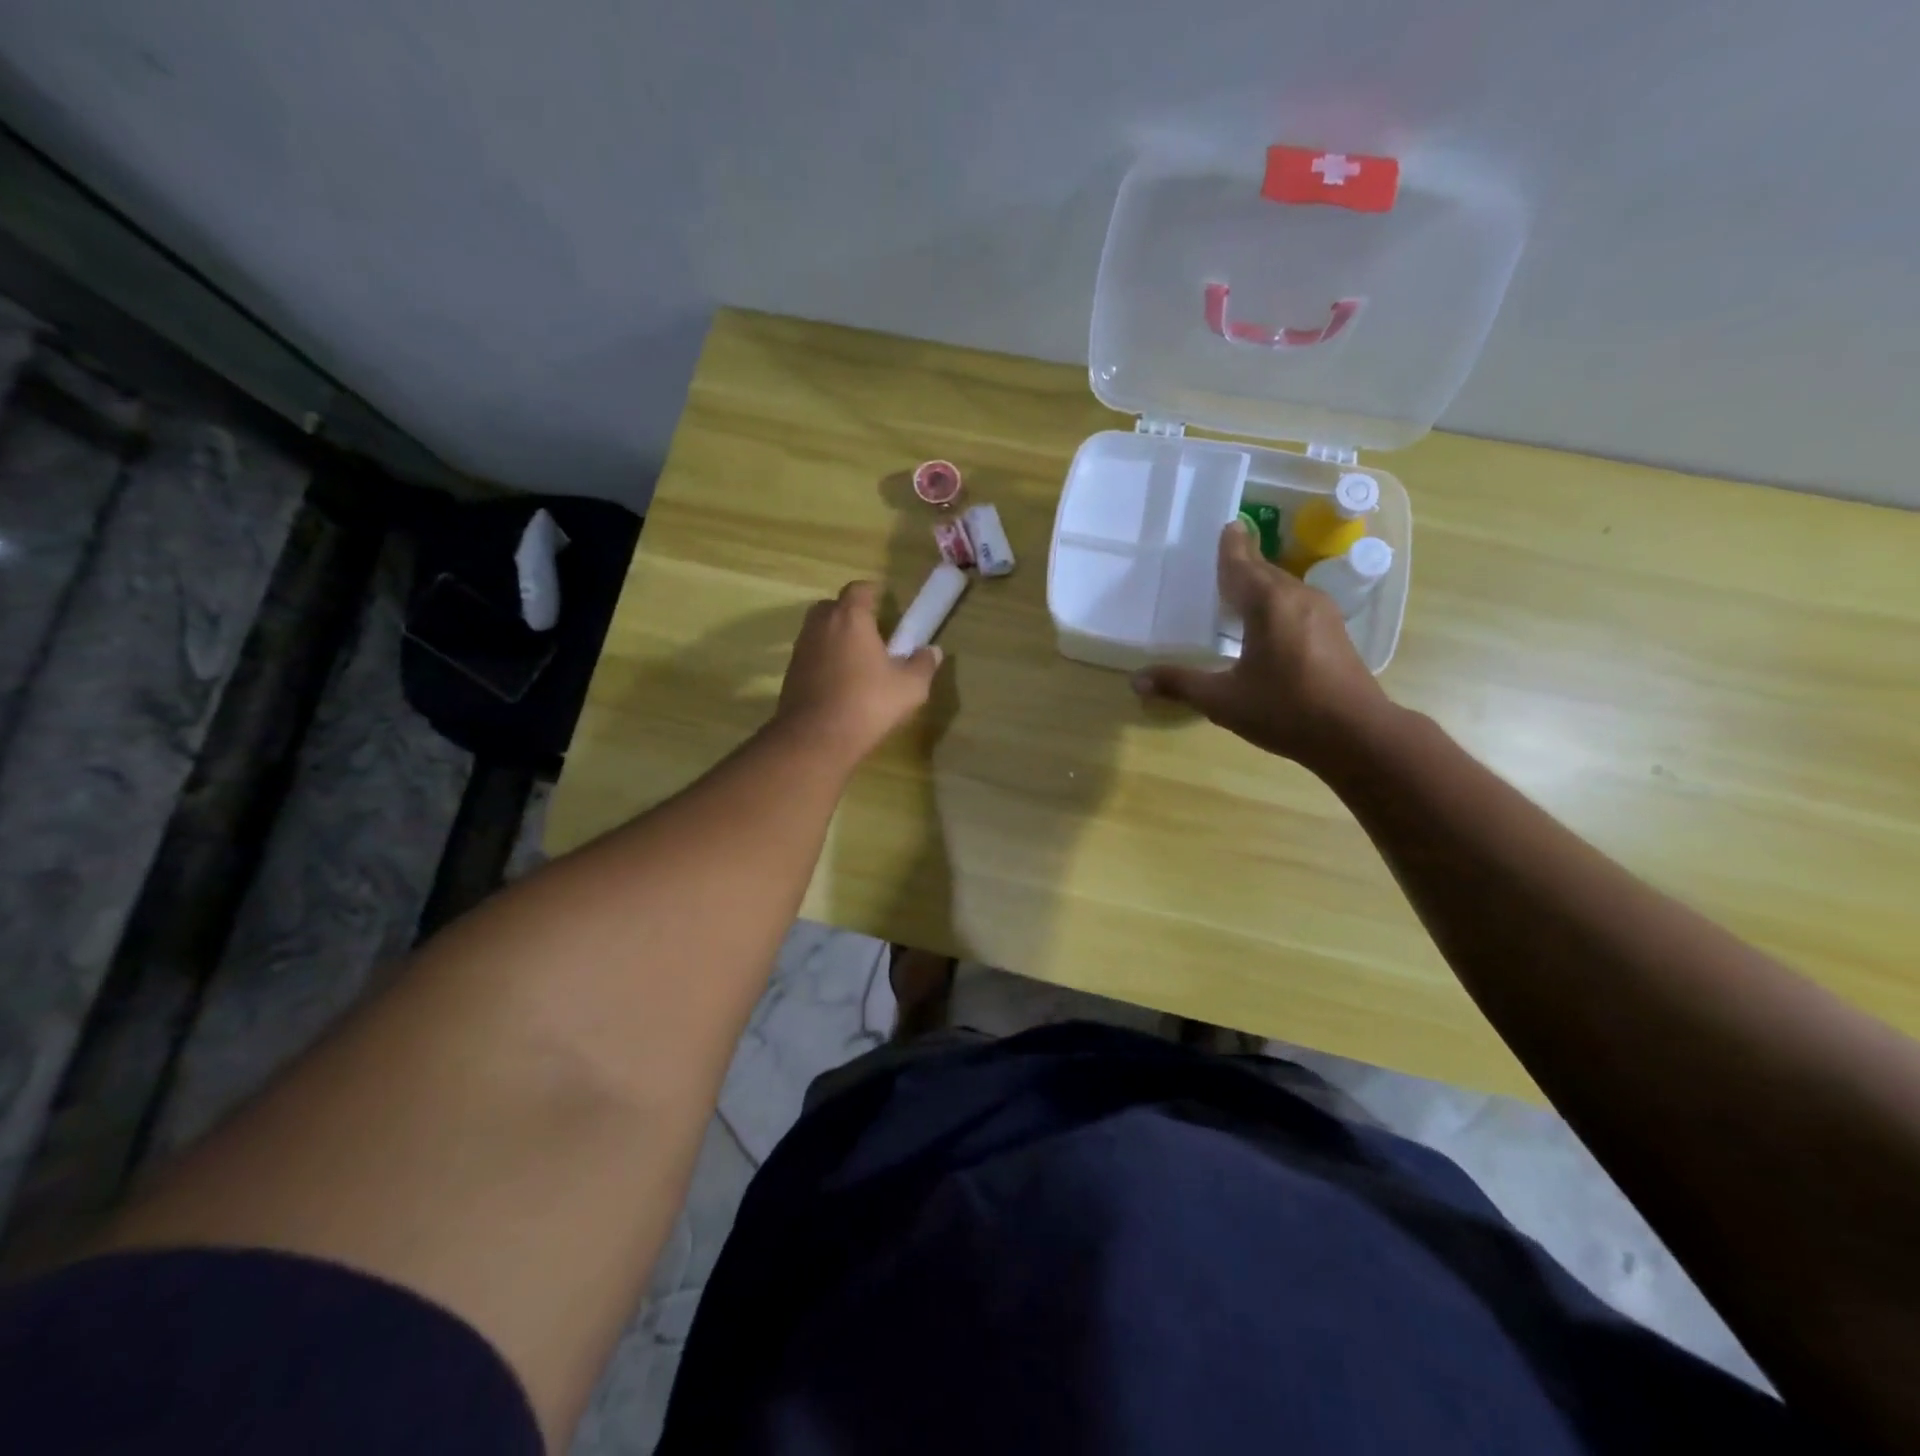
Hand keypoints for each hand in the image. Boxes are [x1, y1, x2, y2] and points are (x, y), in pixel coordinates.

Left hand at [773, 581, 941, 766]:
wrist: (815, 738)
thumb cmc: (867, 703)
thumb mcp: (910, 687)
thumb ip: (923, 665)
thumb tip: (932, 651)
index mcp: (850, 618)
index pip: (859, 589)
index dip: (873, 594)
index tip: (886, 606)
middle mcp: (821, 625)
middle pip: (833, 606)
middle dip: (851, 614)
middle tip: (872, 634)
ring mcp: (801, 648)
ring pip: (819, 631)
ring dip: (836, 638)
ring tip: (857, 660)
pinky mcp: (790, 672)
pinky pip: (811, 655)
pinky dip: (824, 660)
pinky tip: (840, 682)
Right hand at [1132, 521, 1389, 771]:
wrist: (1356, 734)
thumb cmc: (1286, 710)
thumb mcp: (1223, 700)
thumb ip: (1180, 685)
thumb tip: (1136, 680)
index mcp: (1268, 604)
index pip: (1242, 565)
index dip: (1231, 547)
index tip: (1227, 525)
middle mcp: (1297, 598)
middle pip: (1264, 571)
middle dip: (1243, 563)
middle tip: (1221, 557)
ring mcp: (1321, 613)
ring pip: (1283, 587)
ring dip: (1260, 584)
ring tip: (1238, 588)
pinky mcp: (1333, 631)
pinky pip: (1296, 603)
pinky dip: (1276, 602)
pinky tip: (1267, 621)